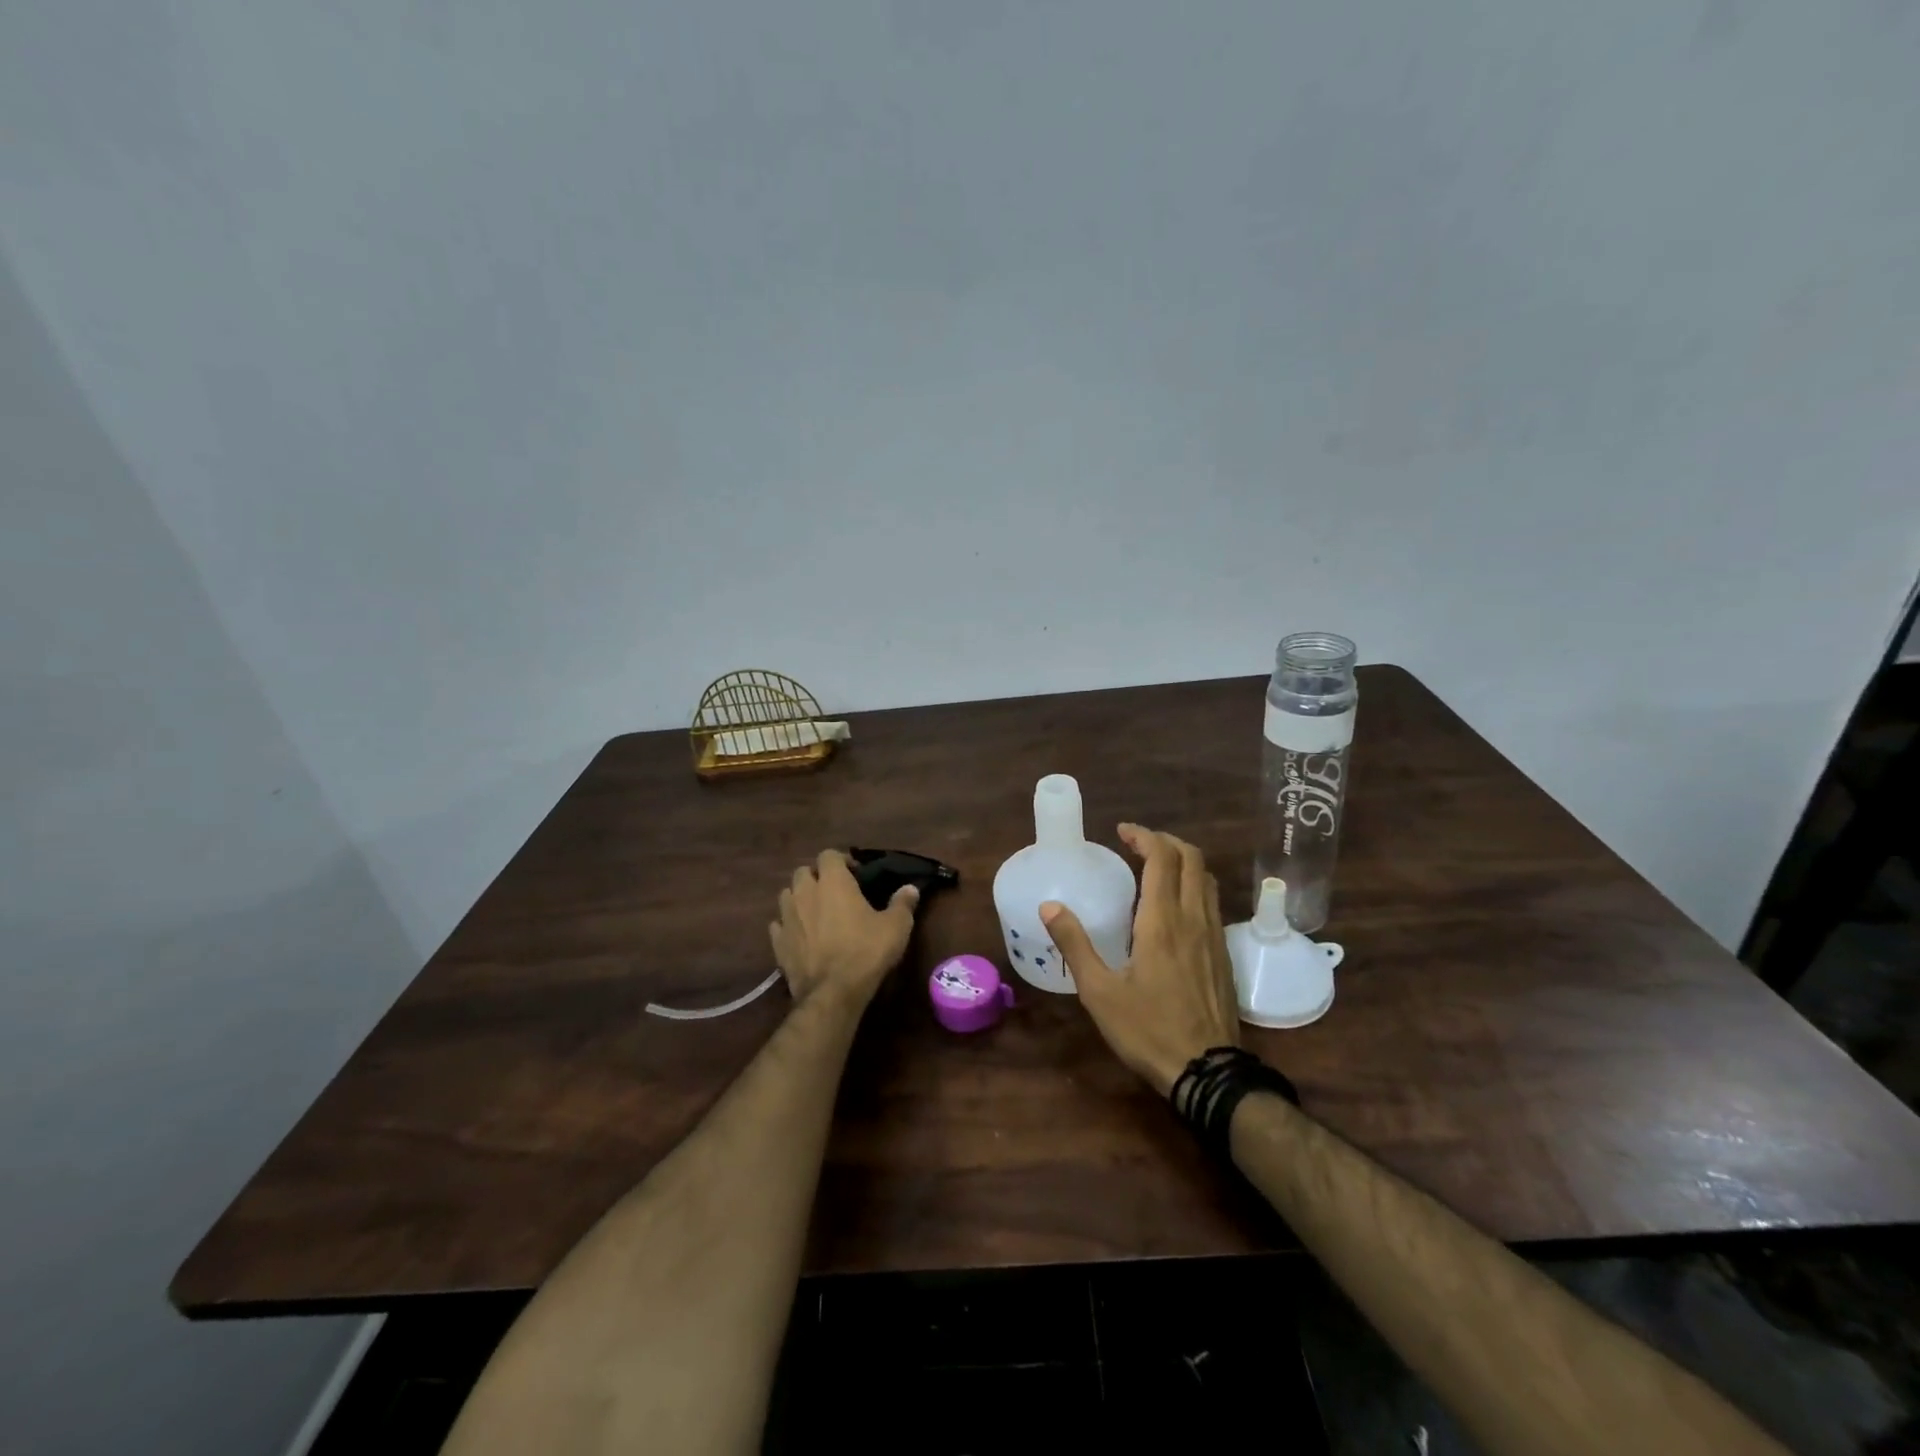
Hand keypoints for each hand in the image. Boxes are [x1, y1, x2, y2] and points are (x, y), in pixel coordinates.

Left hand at [770, 850, 917, 1011]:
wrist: (833, 992)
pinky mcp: (778, 943)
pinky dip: (788, 926)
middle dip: (817, 877)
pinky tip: (801, 936)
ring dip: (800, 899)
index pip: (829, 855)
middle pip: (803, 872)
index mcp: (833, 882)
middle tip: (835, 893)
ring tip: (816, 912)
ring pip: (787, 895)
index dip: (842, 861)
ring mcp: (787, 917)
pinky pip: (779, 925)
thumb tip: (911, 888)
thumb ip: (903, 903)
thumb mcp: (896, 926)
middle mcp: (805, 893)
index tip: (856, 875)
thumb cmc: (866, 951)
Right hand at [1041, 824, 1239, 1095]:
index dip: (1144, 836)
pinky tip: (1173, 908)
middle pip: (1192, 858)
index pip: (1163, 857)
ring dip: (1183, 862)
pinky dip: (1193, 886)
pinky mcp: (1223, 954)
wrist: (1207, 1072)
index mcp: (1162, 921)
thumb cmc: (1148, 1029)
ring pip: (1207, 879)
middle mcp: (1194, 918)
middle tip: (1137, 845)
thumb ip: (1075, 944)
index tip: (1122, 832)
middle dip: (1165, 842)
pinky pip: (1212, 902)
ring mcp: (1214, 936)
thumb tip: (1050, 906)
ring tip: (1155, 868)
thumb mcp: (1099, 991)